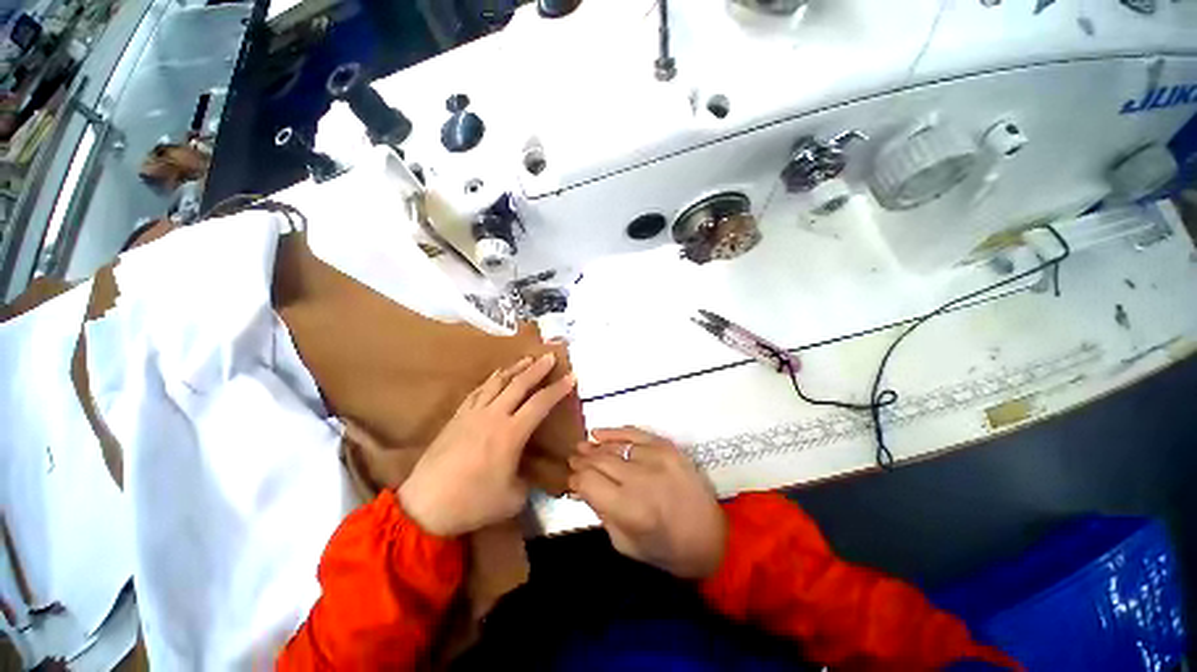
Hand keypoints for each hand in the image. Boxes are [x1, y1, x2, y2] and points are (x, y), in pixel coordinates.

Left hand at [399, 353, 576, 536]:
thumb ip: (527, 480)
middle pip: (519, 384)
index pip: (540, 404)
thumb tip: (527, 472)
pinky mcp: (457, 417)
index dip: (558, 389)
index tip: (571, 377)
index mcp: (511, 433)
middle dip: (537, 368)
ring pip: (497, 382)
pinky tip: (496, 376)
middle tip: (549, 356)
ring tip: (526, 359)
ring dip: (514, 368)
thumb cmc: (473, 503)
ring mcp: (472, 414)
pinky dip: (491, 380)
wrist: (425, 506)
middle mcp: (493, 416)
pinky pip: (477, 391)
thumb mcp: (513, 498)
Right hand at [568, 427, 726, 578]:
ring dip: (594, 447)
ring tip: (582, 447)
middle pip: (599, 460)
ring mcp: (656, 457)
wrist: (713, 535)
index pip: (588, 482)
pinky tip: (598, 433)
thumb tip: (582, 487)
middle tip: (571, 460)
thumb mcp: (625, 544)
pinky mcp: (667, 447)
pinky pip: (634, 433)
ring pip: (613, 446)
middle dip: (581, 460)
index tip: (571, 481)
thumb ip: (601, 512)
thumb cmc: (667, 549)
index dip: (575, 480)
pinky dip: (615, 432)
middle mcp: (640, 478)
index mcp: (629, 508)